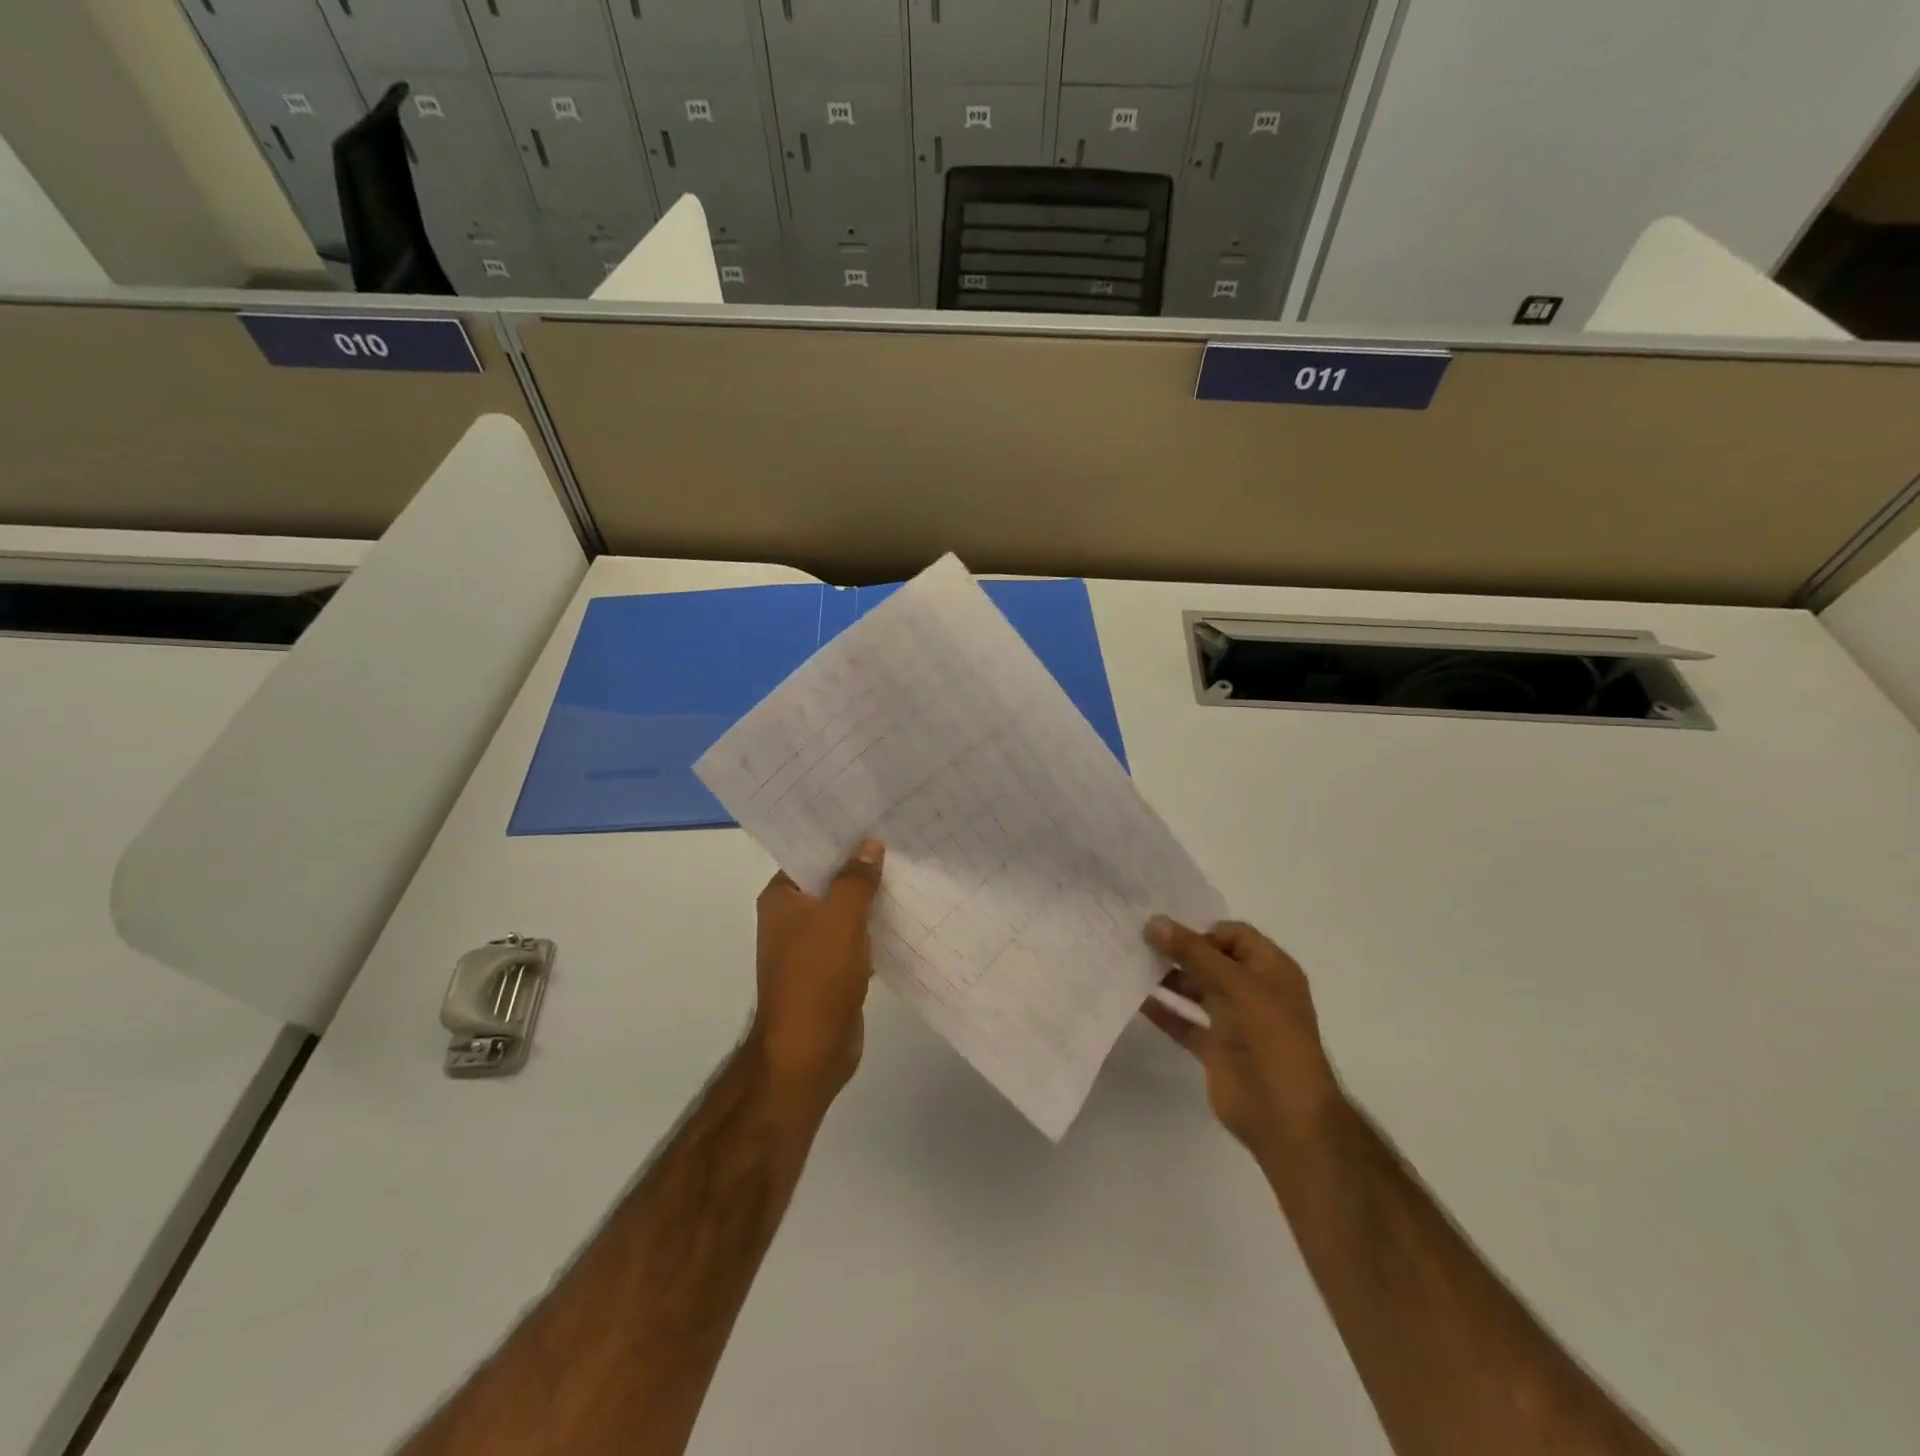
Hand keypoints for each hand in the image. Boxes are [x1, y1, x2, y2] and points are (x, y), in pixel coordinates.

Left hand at [747, 840, 884, 1110]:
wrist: (809, 1053)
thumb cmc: (817, 977)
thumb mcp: (841, 919)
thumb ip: (856, 879)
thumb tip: (869, 844)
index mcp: (781, 899)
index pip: (809, 855)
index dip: (839, 838)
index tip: (872, 818)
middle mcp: (791, 918)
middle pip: (829, 881)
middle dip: (860, 866)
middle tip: (899, 840)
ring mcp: (810, 946)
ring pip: (844, 911)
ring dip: (870, 898)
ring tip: (908, 870)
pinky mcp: (830, 970)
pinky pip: (854, 938)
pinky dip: (873, 928)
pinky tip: (903, 914)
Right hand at [1142, 917, 1342, 1158]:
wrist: (1286, 1114)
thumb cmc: (1271, 1036)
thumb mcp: (1235, 984)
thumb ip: (1192, 952)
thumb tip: (1153, 921)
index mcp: (1271, 970)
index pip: (1234, 936)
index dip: (1202, 931)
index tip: (1166, 933)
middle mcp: (1254, 991)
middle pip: (1212, 961)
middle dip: (1179, 952)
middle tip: (1138, 943)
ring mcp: (1235, 1022)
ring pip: (1197, 990)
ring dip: (1168, 979)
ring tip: (1132, 966)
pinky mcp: (1216, 1049)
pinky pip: (1186, 1022)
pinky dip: (1164, 1011)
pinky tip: (1136, 999)